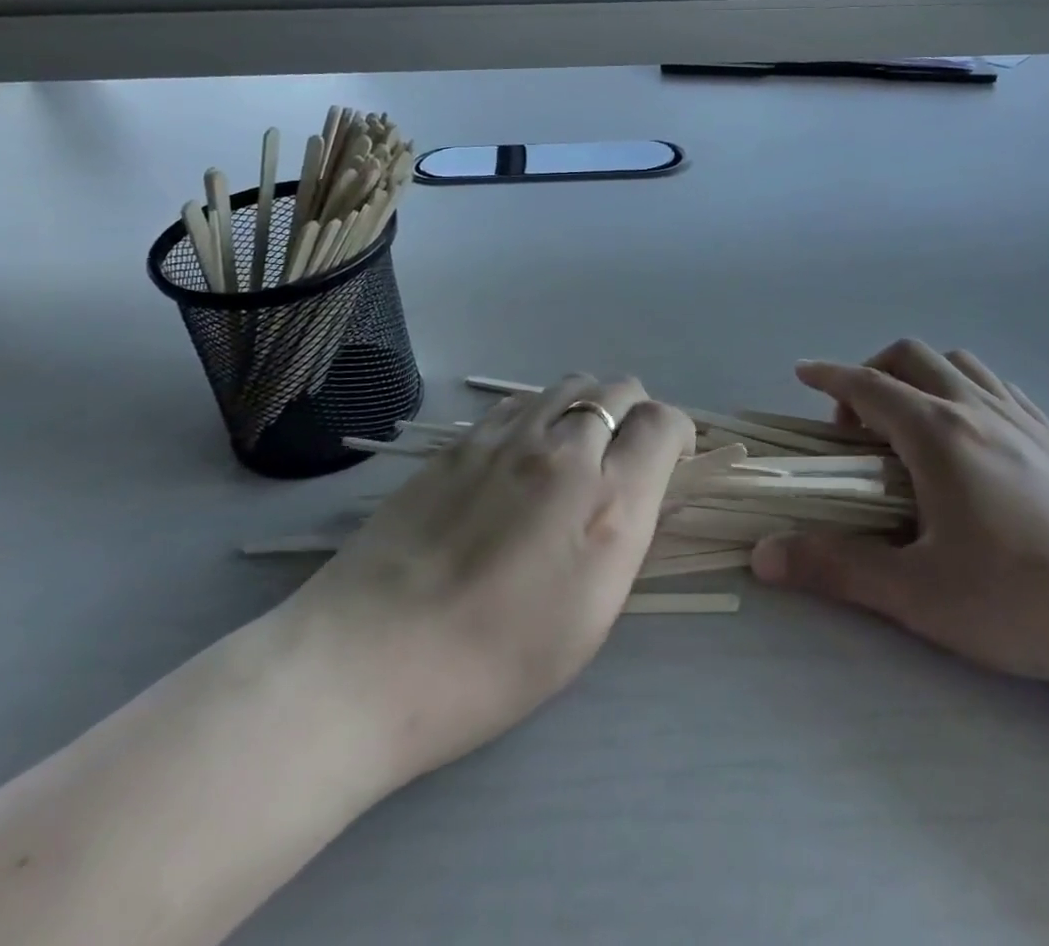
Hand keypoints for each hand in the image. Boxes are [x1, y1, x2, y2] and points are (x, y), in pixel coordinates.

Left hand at [286, 376, 690, 785]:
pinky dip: (541, 412)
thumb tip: (634, 490)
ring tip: (574, 448)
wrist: (373, 660)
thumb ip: (624, 534)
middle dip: (635, 414)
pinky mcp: (462, 440)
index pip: (663, 422)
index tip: (668, 459)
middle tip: (621, 457)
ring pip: (571, 384)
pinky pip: (522, 402)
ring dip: (588, 406)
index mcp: (609, 505)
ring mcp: (508, 438)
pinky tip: (524, 450)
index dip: (675, 433)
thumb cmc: (496, 664)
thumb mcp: (592, 615)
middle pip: (620, 390)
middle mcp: (565, 453)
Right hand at [751, 339, 1048, 698]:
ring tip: (908, 424)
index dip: (828, 375)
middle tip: (854, 425)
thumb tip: (764, 555)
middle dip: (870, 373)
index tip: (800, 372)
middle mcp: (976, 409)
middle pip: (910, 358)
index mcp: (937, 434)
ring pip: (957, 364)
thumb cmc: (1026, 600)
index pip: (868, 384)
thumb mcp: (920, 595)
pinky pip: (996, 386)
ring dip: (918, 376)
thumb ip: (837, 569)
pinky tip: (968, 434)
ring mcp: (1022, 418)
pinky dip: (962, 388)